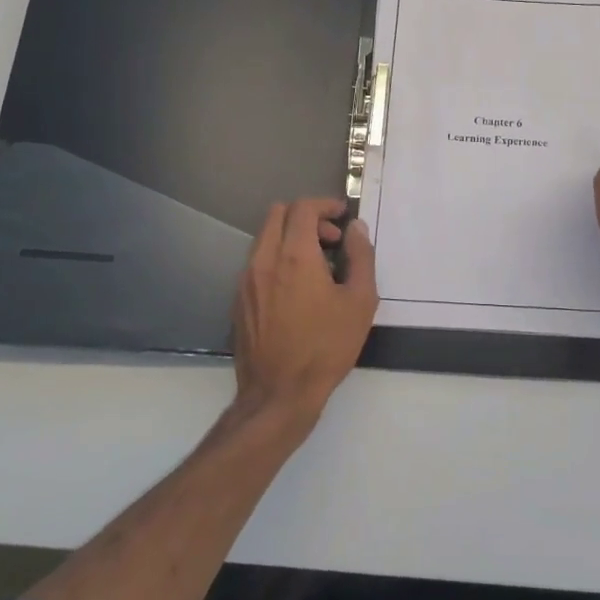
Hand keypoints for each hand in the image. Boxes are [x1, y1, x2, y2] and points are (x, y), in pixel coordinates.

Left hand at [232, 198, 377, 424]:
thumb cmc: (326, 347)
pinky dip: (277, 259)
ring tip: (317, 267)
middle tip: (331, 240)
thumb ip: (361, 257)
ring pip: (265, 237)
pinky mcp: (239, 300)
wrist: (279, 394)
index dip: (325, 205)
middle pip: (278, 214)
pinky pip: (257, 262)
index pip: (303, 208)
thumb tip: (356, 229)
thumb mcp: (360, 301)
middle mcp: (264, 259)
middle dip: (307, 217)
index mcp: (295, 255)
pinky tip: (296, 290)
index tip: (343, 217)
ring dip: (291, 238)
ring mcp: (246, 280)